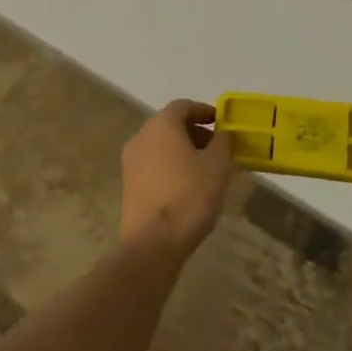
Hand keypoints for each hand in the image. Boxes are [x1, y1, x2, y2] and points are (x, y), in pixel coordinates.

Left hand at [120, 99, 235, 256]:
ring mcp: (130, 162)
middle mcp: (141, 136)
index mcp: (161, 125)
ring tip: (205, 168)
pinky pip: (153, 165)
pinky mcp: (128, 185)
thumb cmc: (189, 196)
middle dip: (194, 132)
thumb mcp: (218, 165)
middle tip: (216, 146)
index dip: (204, 111)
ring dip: (182, 150)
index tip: (221, 122)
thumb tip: (222, 133)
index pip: (183, 106)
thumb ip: (223, 142)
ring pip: (160, 146)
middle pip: (170, 125)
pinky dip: (170, 166)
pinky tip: (187, 185)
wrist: (153, 244)